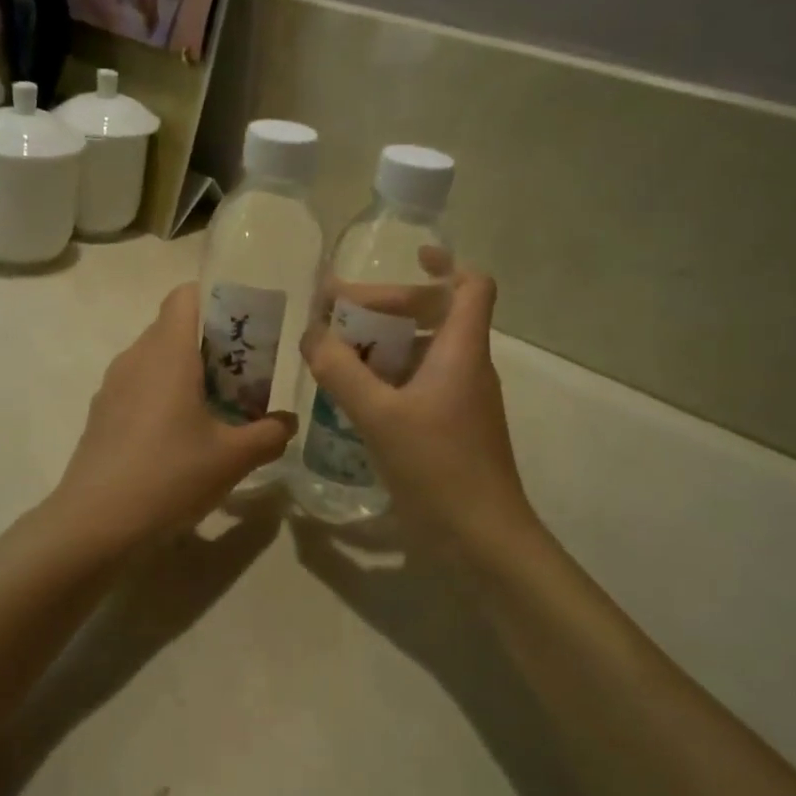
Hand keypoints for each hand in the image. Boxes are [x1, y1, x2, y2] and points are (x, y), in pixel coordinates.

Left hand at [48, 284, 296, 551]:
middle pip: (174, 328)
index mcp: (168, 352)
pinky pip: (138, 386)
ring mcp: (113, 385)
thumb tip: (288, 422)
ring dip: (187, 373)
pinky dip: (163, 396)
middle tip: (244, 376)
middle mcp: (136, 357)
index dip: (216, 299)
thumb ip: (269, 434)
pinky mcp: (101, 413)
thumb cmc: (170, 476)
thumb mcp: (233, 458)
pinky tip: (179, 438)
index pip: (186, 295)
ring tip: (217, 409)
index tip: (244, 327)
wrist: (95, 523)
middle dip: (211, 344)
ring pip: (155, 359)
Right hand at [301, 268, 541, 559]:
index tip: (410, 255)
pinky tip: (351, 395)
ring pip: (422, 352)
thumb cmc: (438, 467)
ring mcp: (460, 399)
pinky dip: (386, 378)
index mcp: (461, 351)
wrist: (483, 540)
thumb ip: (341, 370)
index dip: (445, 264)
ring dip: (381, 345)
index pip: (471, 287)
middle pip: (434, 315)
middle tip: (336, 312)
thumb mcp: (379, 415)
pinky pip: (418, 384)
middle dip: (386, 307)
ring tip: (334, 352)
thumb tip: (312, 334)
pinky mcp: (450, 427)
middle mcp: (466, 367)